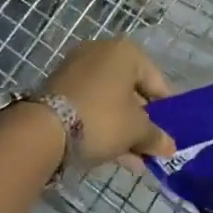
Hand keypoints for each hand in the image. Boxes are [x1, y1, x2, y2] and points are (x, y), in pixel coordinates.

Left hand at [42, 38, 175, 168]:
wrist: (42, 130)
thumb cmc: (102, 119)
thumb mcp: (136, 130)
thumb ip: (155, 137)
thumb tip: (170, 147)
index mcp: (126, 52)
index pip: (156, 82)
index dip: (165, 110)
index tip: (168, 133)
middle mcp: (101, 52)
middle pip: (131, 91)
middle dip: (141, 122)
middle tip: (149, 147)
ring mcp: (76, 69)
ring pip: (109, 101)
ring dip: (123, 128)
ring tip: (133, 159)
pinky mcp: (58, 88)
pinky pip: (90, 106)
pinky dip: (102, 125)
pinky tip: (113, 154)